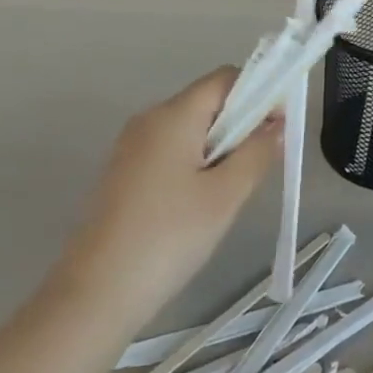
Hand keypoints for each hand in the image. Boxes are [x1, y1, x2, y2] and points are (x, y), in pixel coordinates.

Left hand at [68, 67, 281, 319]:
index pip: (225, 78)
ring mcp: (131, 146)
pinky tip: (196, 207)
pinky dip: (193, 165)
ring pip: (190, 130)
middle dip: (239, 126)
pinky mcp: (123, 173)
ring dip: (218, 150)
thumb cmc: (168, 237)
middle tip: (254, 170)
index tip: (276, 130)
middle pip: (207, 102)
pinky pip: (170, 152)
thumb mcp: (225, 196)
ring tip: (226, 195)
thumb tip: (276, 124)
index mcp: (174, 114)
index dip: (258, 93)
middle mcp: (149, 119)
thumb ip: (256, 153)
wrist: (95, 294)